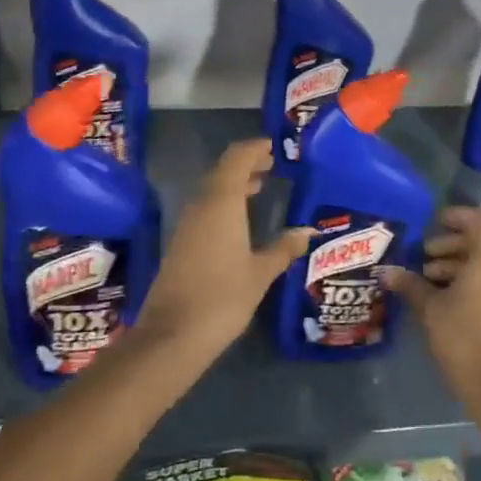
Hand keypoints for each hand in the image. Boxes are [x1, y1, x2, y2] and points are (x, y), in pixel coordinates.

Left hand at [139, 140, 310, 358]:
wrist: (173, 334)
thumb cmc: (223, 297)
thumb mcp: (261, 273)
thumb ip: (283, 248)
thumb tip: (307, 231)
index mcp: (222, 202)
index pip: (236, 159)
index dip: (254, 149)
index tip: (273, 147)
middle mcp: (201, 205)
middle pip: (222, 171)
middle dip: (246, 164)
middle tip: (272, 164)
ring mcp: (188, 223)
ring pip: (212, 189)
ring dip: (234, 183)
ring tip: (260, 186)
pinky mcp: (182, 241)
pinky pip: (205, 208)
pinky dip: (224, 202)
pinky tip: (240, 219)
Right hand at [381, 206, 480, 405]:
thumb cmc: (462, 337)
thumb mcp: (430, 308)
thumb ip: (410, 284)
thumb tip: (387, 271)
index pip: (478, 221)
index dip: (456, 216)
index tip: (433, 223)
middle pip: (478, 243)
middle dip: (448, 246)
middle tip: (423, 257)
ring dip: (454, 266)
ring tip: (426, 280)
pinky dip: (465, 283)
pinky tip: (441, 299)